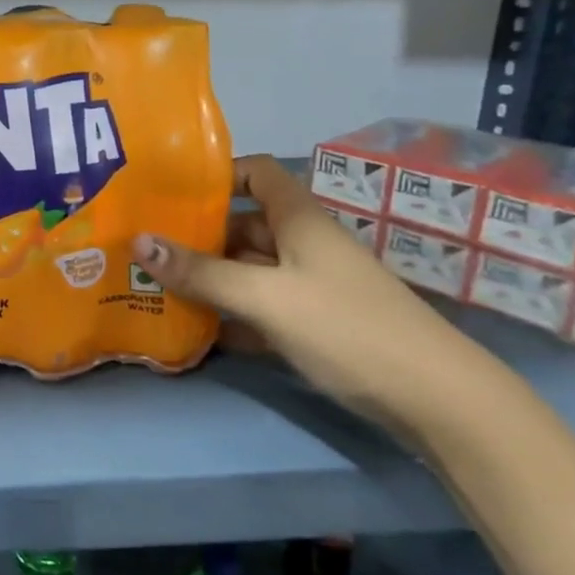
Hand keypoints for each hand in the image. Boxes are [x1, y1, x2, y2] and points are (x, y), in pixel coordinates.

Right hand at [132, 155, 480, 428]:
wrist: (436, 401)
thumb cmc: (348, 328)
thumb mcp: (266, 297)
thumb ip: (202, 272)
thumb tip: (138, 241)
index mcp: (298, 219)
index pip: (255, 173)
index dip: (215, 174)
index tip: (168, 189)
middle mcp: (302, 244)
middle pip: (242, 225)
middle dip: (196, 233)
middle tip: (143, 244)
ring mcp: (309, 286)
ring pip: (247, 269)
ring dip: (207, 277)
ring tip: (153, 284)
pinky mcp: (313, 324)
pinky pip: (258, 308)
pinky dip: (229, 314)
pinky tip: (193, 329)